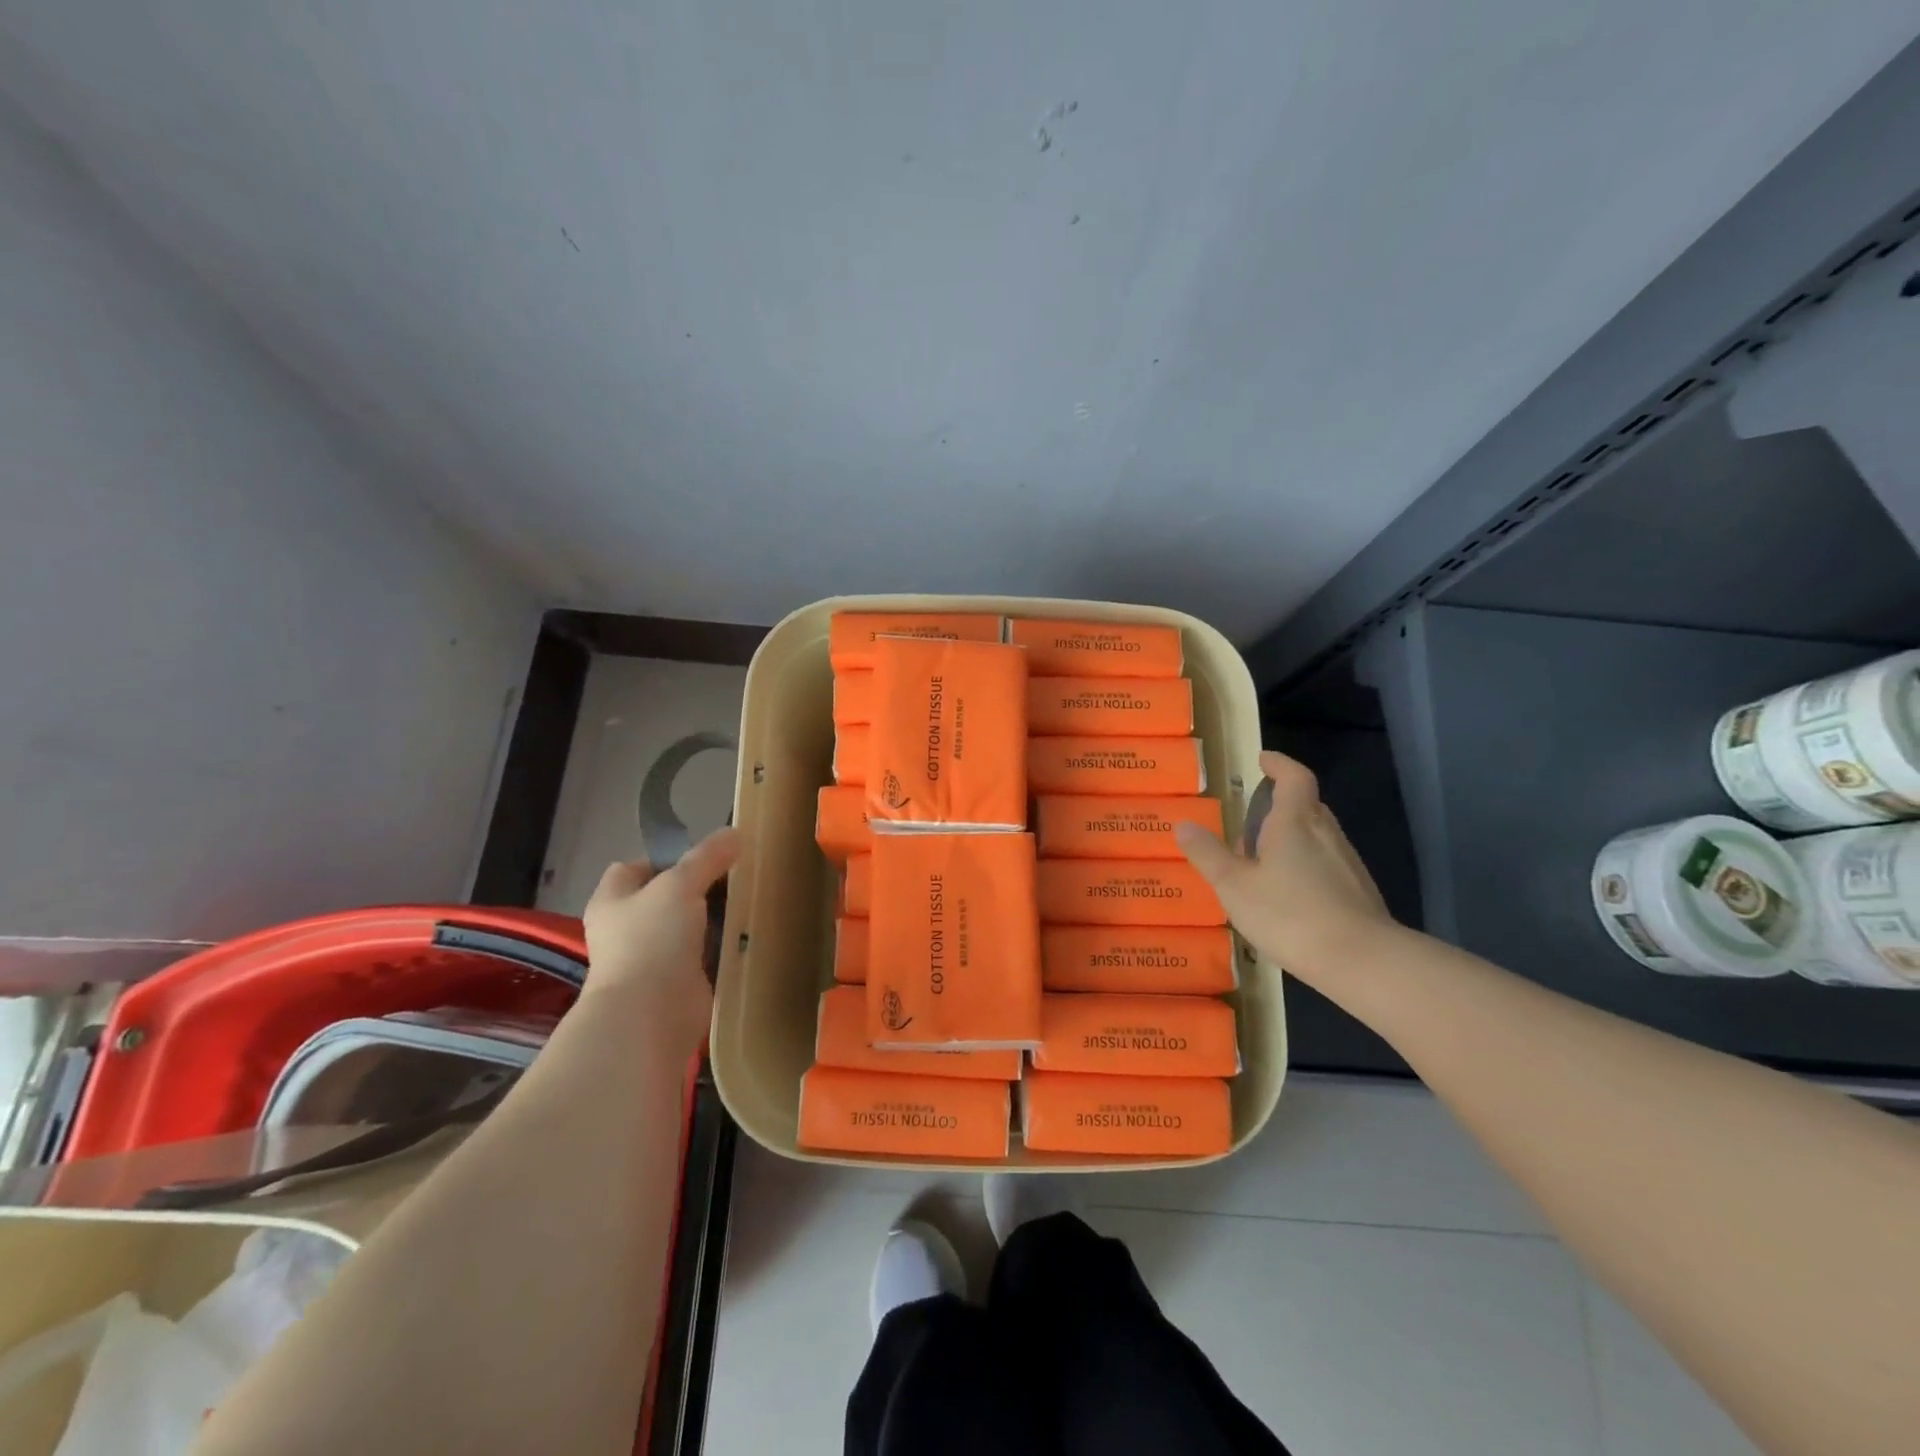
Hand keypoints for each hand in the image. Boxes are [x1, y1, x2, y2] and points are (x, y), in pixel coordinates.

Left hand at [581, 827, 740, 1050]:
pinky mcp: (676, 982)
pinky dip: (720, 947)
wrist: (651, 1015)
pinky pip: (702, 955)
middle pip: (665, 896)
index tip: (706, 855)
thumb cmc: (652, 940)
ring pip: (687, 926)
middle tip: (735, 874)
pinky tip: (744, 935)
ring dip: (712, 917)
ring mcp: (651, 958)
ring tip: (746, 900)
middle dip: (698, 886)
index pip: (635, 867)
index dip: (667, 856)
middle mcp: (627, 928)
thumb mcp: (680, 884)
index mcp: (613, 900)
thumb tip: (734, 833)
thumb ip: (707, 857)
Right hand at [1177, 751, 1393, 981]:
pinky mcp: (1358, 892)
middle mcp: (1326, 833)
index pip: (1294, 777)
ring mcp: (1347, 863)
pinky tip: (1288, 895)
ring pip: (1317, 836)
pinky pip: (1326, 863)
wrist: (1362, 961)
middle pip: (1306, 805)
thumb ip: (1208, 854)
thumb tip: (1184, 824)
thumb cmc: (1290, 914)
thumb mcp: (1234, 886)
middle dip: (1280, 804)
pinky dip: (1305, 865)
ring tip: (1262, 861)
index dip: (1279, 764)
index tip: (1263, 760)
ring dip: (1291, 837)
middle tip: (1251, 818)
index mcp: (1295, 822)